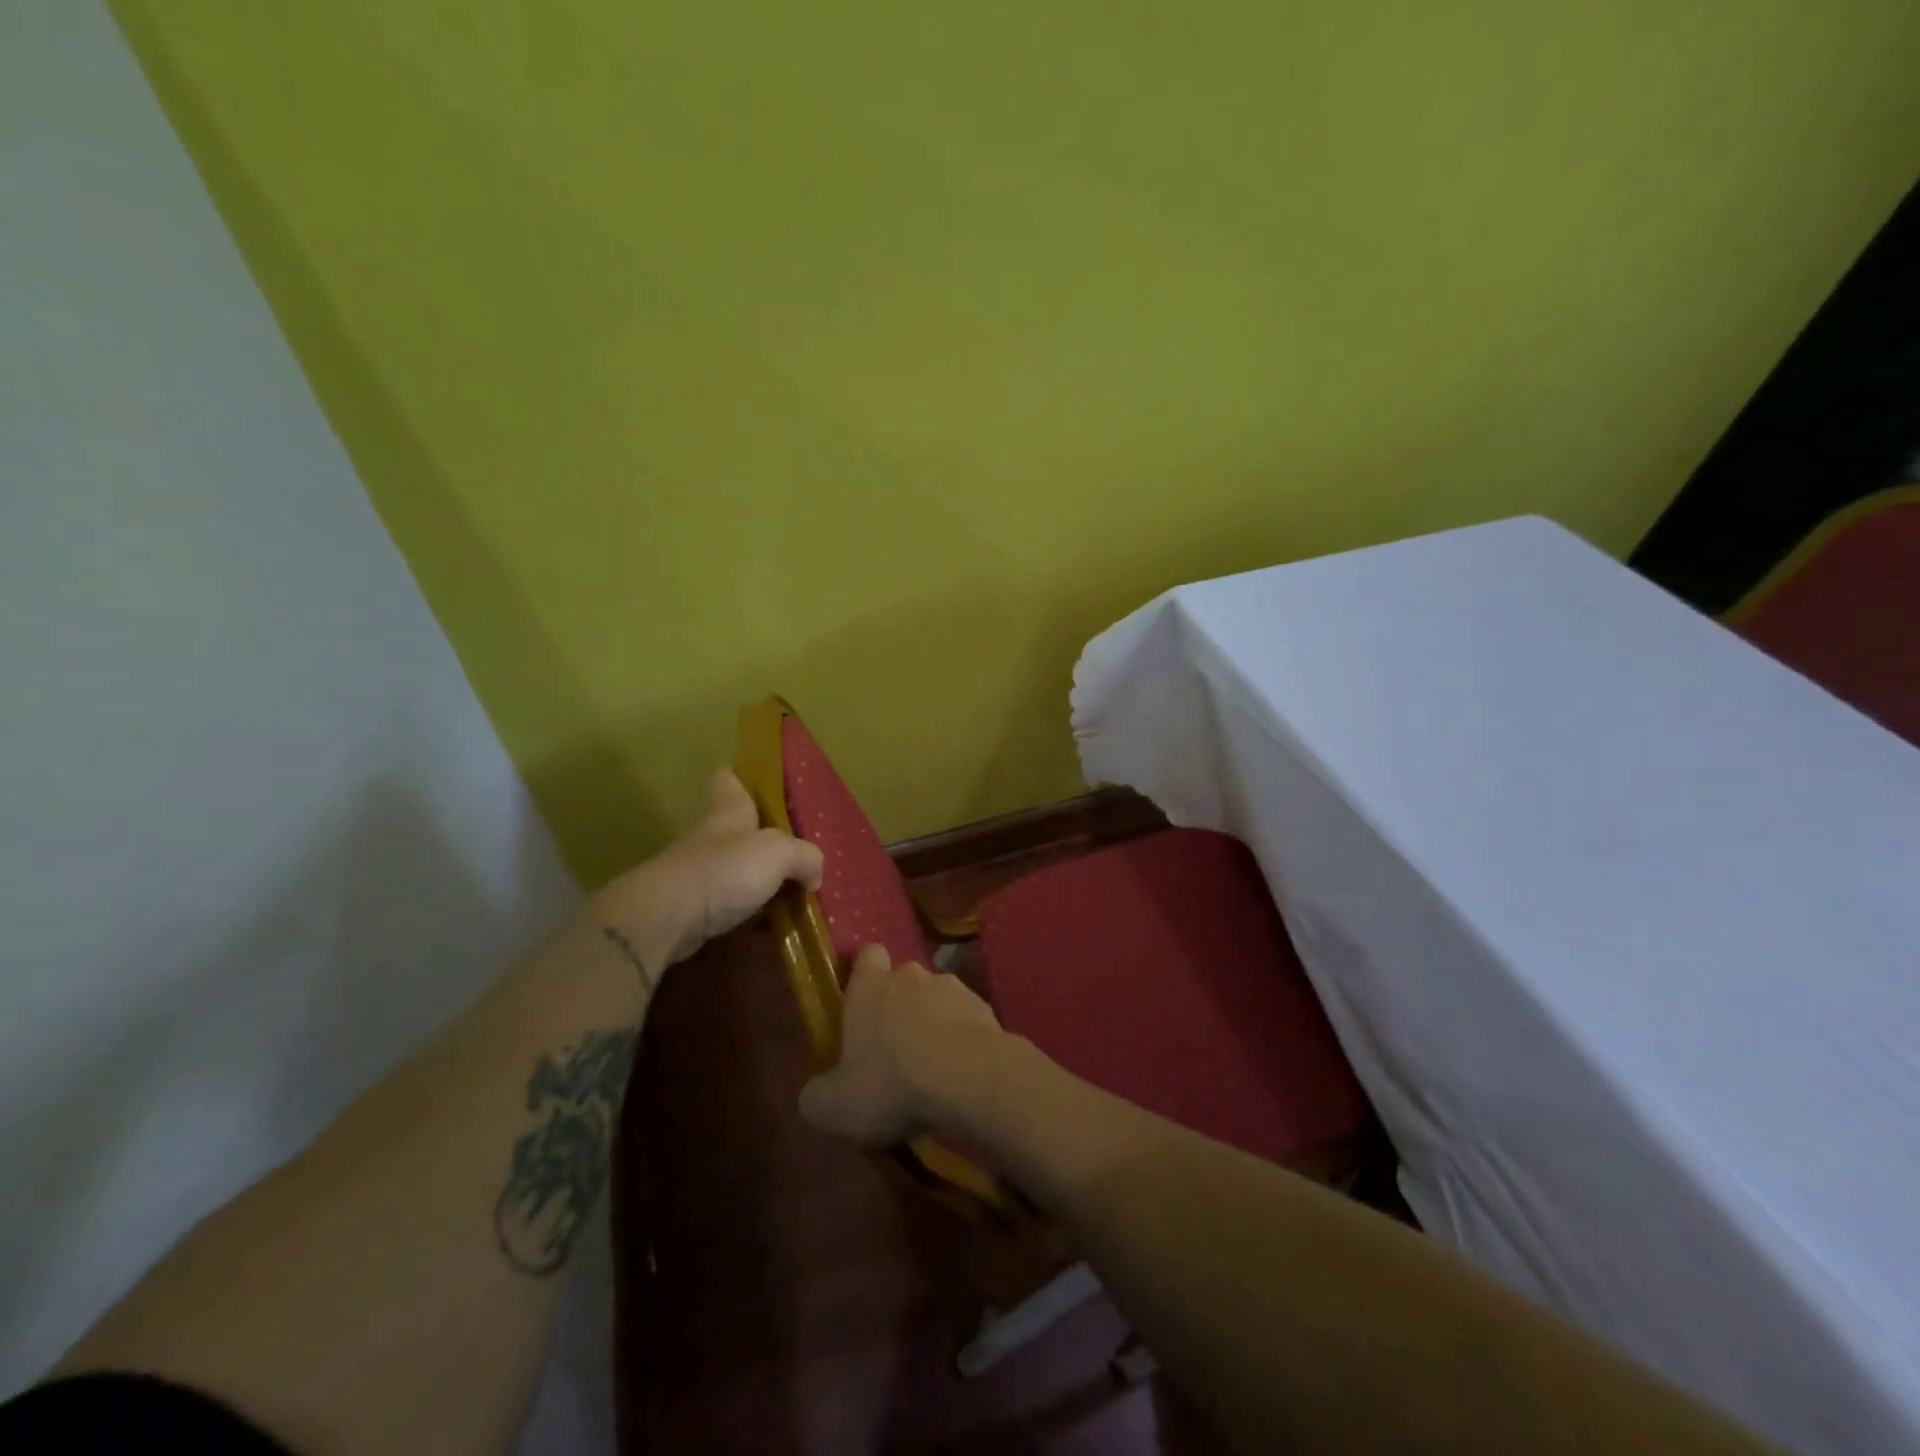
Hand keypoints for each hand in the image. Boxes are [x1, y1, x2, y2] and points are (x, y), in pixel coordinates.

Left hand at [592, 769, 822, 983]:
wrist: (667, 918)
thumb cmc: (725, 870)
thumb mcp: (779, 853)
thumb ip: (806, 857)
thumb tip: (814, 876)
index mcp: (729, 811)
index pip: (728, 778)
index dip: (743, 777)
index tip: (762, 786)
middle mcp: (712, 836)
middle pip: (737, 827)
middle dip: (763, 839)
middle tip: (796, 853)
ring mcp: (699, 872)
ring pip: (735, 868)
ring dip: (759, 880)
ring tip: (792, 894)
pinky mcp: (693, 907)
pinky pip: (729, 904)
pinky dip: (748, 913)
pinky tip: (770, 926)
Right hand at [798, 944, 1008, 1146]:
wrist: (969, 1079)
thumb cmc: (891, 1083)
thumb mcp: (835, 1107)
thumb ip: (817, 1097)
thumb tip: (815, 1095)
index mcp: (870, 987)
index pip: (867, 955)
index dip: (865, 974)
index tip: (863, 1003)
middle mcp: (911, 976)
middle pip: (903, 979)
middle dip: (901, 1005)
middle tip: (896, 1049)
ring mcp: (953, 988)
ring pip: (938, 998)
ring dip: (935, 1022)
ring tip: (934, 1066)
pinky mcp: (985, 1008)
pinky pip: (968, 1019)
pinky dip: (964, 1039)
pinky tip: (962, 1073)